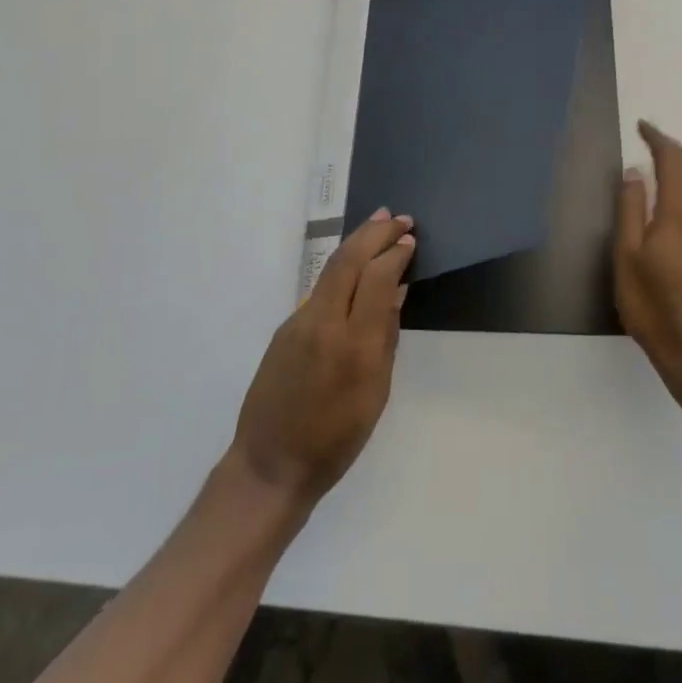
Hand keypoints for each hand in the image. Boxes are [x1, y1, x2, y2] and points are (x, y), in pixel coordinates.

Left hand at [229, 209, 414, 506]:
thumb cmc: (336, 439)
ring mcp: (299, 322)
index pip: (377, 279)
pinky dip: (342, 268)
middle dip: (375, 233)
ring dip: (357, 243)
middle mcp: (323, 323)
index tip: (410, 239)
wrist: (271, 465)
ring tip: (379, 226)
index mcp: (354, 345)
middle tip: (399, 217)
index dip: (395, 254)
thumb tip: (396, 292)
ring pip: (331, 268)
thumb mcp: (376, 393)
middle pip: (349, 260)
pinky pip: (320, 288)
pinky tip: (354, 267)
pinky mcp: (285, 328)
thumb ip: (386, 336)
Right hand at [614, 121, 681, 387]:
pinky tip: (677, 201)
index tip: (642, 127)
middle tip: (651, 140)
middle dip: (674, 150)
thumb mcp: (627, 256)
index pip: (674, 162)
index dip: (659, 140)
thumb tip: (635, 171)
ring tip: (663, 163)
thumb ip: (631, 209)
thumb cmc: (653, 304)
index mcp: (681, 213)